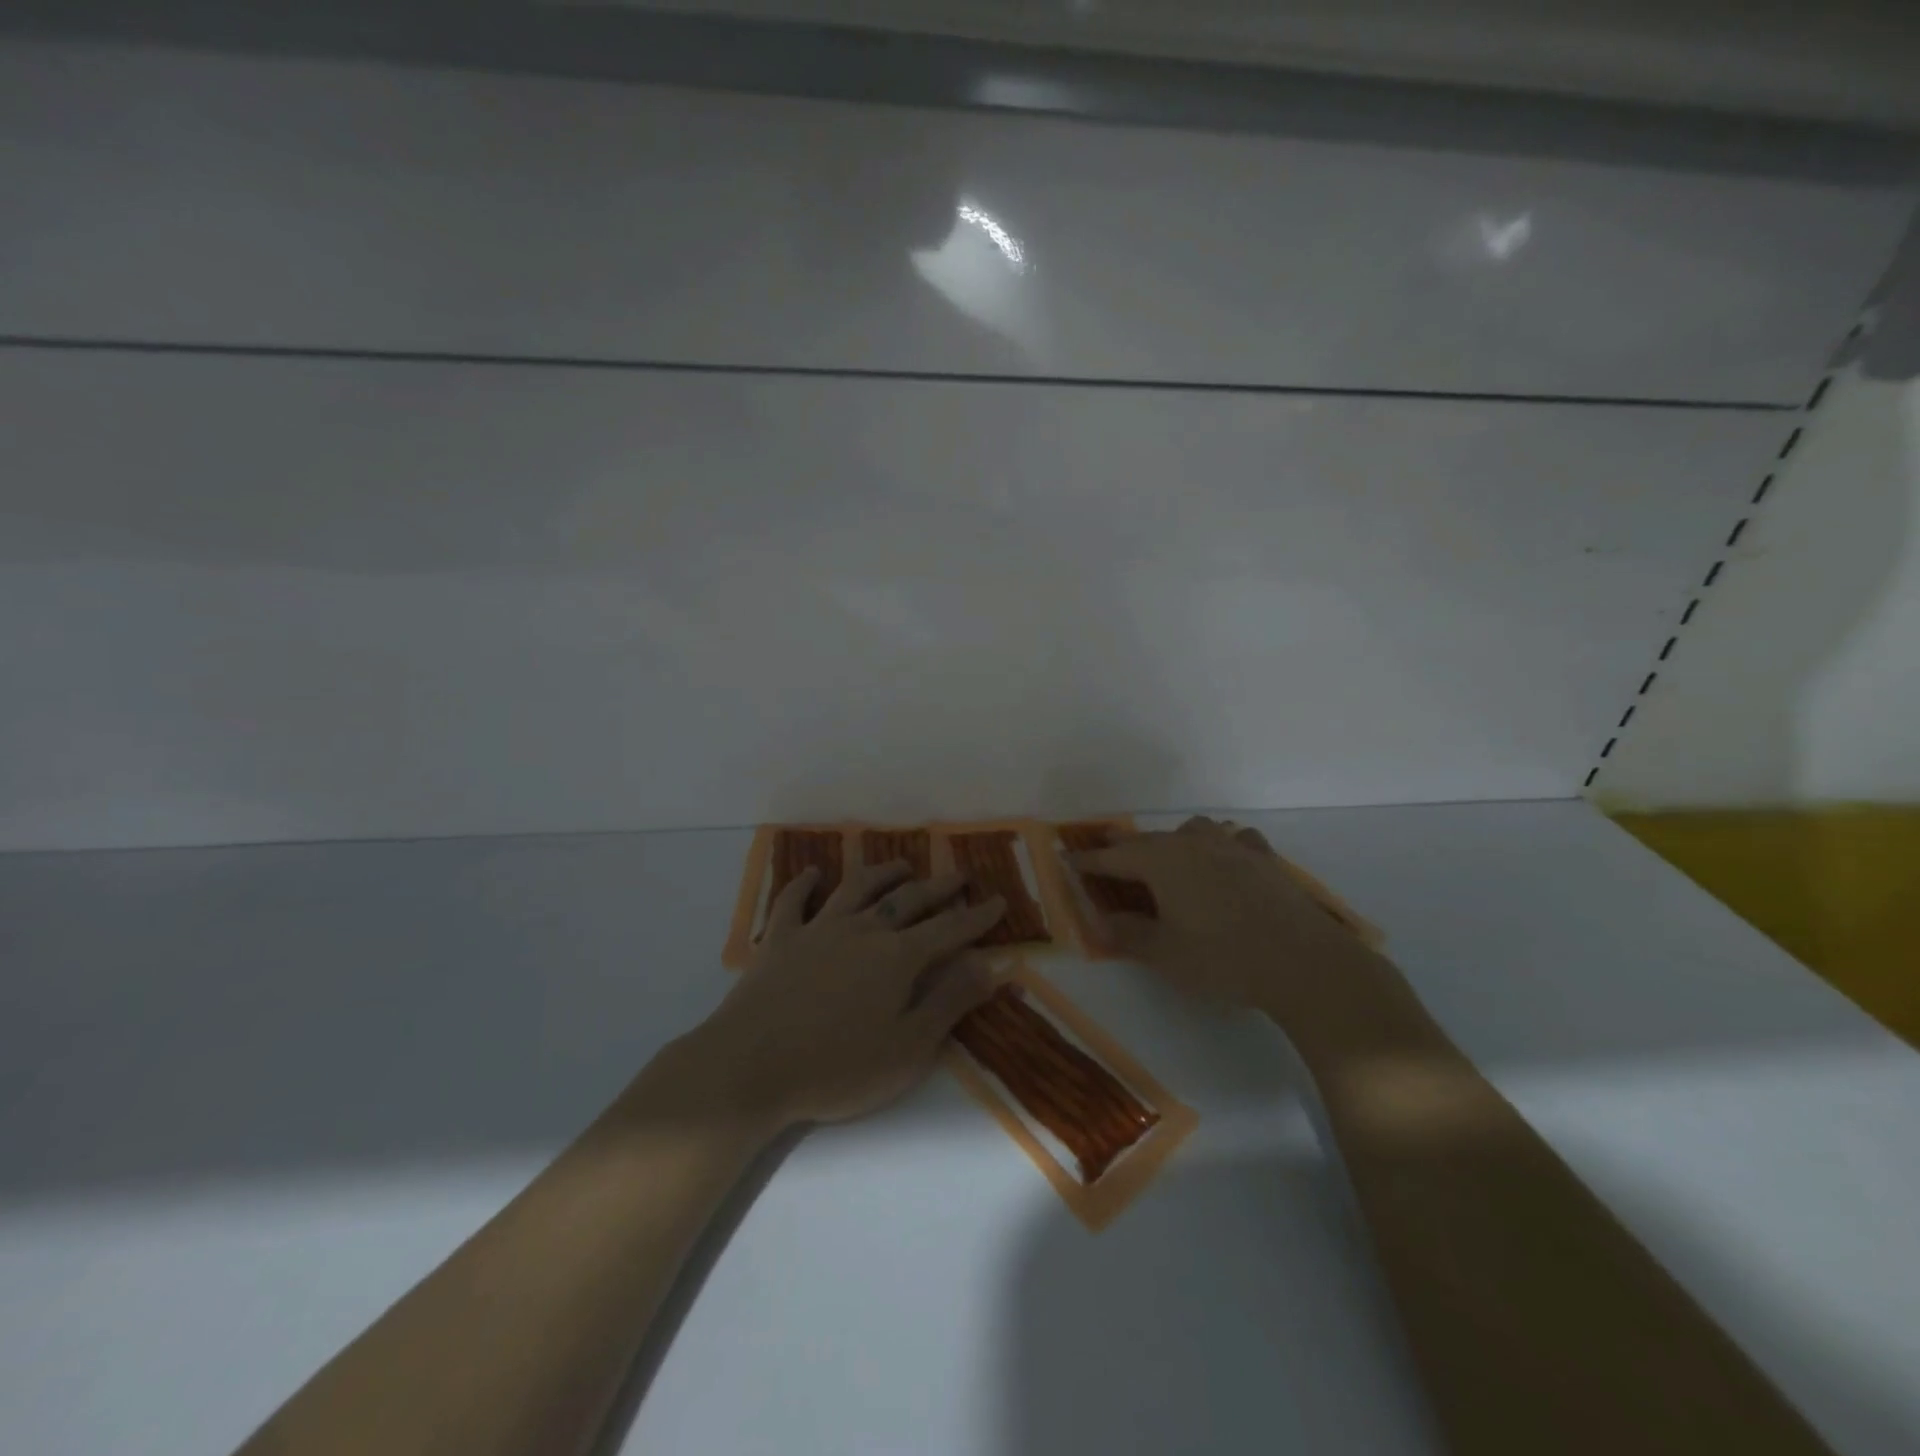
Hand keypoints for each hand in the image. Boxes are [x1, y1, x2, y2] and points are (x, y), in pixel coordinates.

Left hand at [686, 859, 1005, 1128]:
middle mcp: (863, 931)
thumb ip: (950, 1002)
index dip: (977, 916)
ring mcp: (818, 929)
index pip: (949, 929)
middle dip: (939, 887)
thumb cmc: (837, 1067)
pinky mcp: (780, 940)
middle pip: (908, 900)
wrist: (751, 1066)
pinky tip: (812, 873)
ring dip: (882, 873)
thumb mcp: (908, 1048)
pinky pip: (793, 901)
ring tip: (901, 865)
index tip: (998, 901)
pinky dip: (804, 883)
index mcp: (898, 958)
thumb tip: (991, 966)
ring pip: (857, 888)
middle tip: (960, 875)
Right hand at [1069, 816, 1402, 1032]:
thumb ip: (1128, 935)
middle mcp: (1193, 843)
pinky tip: (1227, 861)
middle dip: (1125, 848)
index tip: (1067, 860)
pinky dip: (1222, 846)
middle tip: (1108, 856)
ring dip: (1175, 841)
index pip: (1114, 857)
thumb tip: (1101, 921)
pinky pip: (1235, 841)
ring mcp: (1233, 847)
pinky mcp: (1265, 859)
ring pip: (1194, 830)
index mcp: (1162, 862)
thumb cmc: (1223, 959)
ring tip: (1171, 859)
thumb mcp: (1165, 955)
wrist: (1303, 962)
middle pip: (1150, 840)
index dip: (1089, 861)